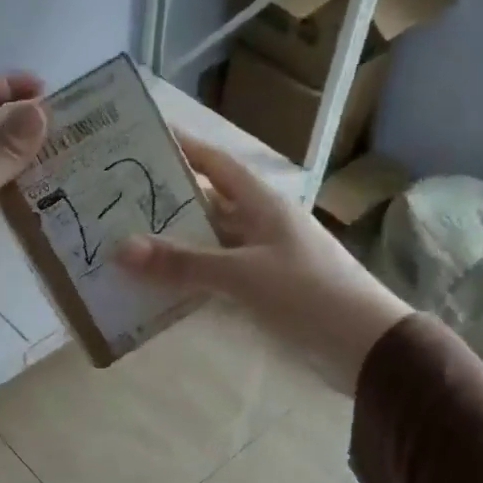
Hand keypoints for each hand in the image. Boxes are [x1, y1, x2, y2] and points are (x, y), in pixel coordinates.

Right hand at [116, 134, 410, 392]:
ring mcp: (266, 256)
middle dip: (168, 201)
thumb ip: (183, 263)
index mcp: (263, 203)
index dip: (185, 149)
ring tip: (129, 242)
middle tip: (119, 200)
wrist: (364, 343)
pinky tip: (164, 284)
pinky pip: (221, 273)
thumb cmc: (307, 293)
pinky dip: (194, 276)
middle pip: (209, 203)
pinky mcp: (267, 288)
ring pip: (213, 241)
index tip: (145, 138)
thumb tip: (120, 248)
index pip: (217, 164)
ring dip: (178, 243)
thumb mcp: (241, 274)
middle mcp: (263, 223)